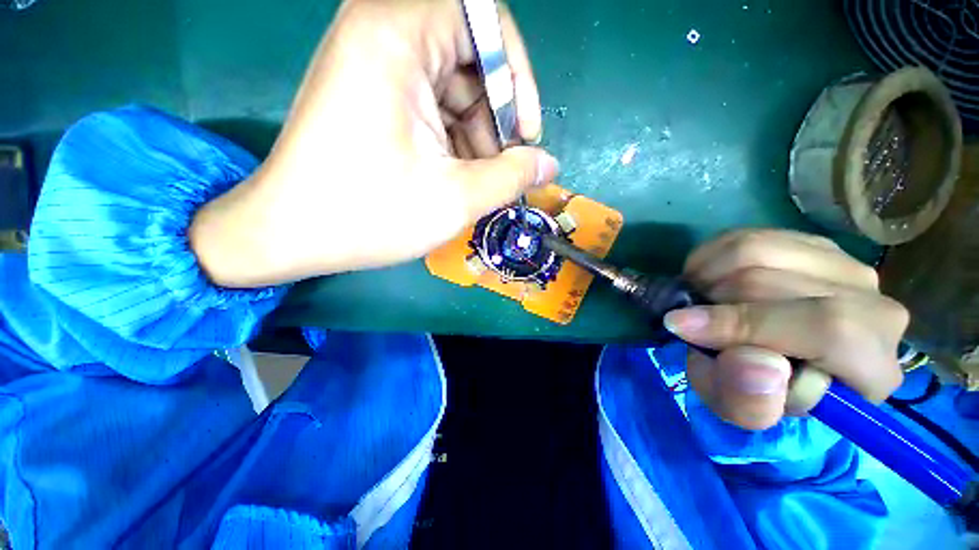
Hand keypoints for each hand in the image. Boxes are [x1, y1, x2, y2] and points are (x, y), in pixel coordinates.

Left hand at [191, 0, 556, 286]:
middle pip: (470, 59)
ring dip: (476, 137)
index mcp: (396, 35)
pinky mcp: (371, 96)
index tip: (526, 133)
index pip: (484, 18)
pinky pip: (431, 107)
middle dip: (496, 118)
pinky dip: (452, 141)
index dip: (517, 75)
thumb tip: (549, 165)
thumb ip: (512, 177)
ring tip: (476, 183)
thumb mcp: (455, 198)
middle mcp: (381, 34)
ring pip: (453, 89)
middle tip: (502, 170)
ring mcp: (373, 66)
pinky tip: (453, 177)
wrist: (290, 234)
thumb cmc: (370, 215)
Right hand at [664, 230, 908, 429]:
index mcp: (871, 367)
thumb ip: (750, 402)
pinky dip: (709, 258)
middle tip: (690, 320)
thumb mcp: (742, 411)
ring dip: (707, 277)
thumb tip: (758, 362)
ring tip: (698, 300)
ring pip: (757, 251)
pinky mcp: (810, 244)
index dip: (749, 325)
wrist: (765, 360)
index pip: (829, 329)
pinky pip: (746, 236)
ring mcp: (844, 266)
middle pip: (778, 284)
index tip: (682, 327)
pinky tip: (706, 281)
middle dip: (715, 303)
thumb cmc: (757, 392)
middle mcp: (874, 306)